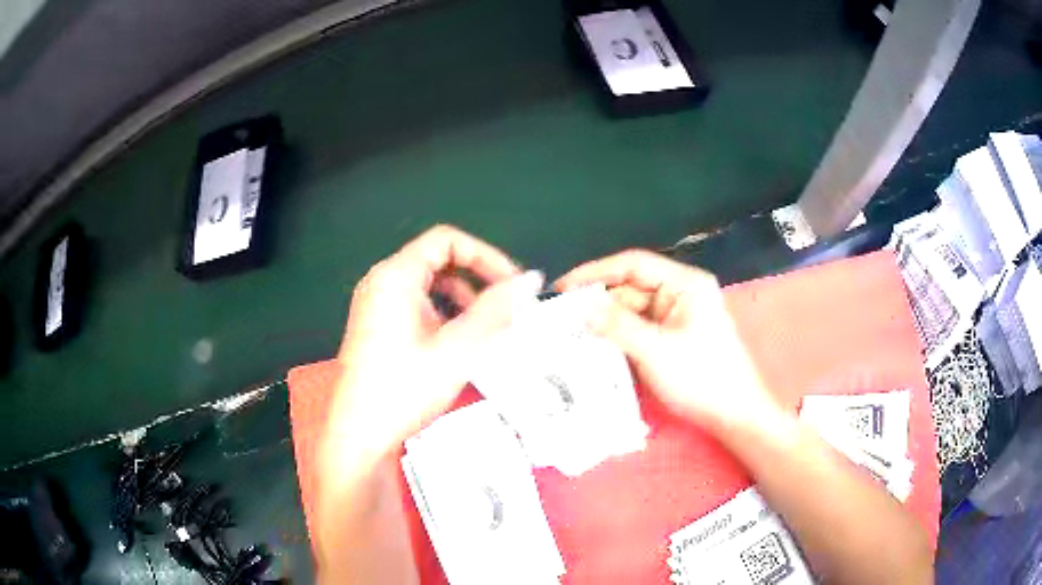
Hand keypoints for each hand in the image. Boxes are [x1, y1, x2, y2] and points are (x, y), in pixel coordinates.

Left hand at [330, 225, 543, 456]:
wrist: (360, 434)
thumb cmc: (403, 390)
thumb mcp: (457, 349)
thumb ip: (495, 310)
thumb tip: (527, 282)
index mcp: (395, 277)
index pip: (447, 240)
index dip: (485, 255)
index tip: (511, 283)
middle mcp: (382, 282)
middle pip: (439, 260)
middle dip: (476, 280)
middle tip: (505, 307)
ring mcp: (377, 304)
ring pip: (430, 284)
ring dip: (462, 300)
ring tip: (485, 330)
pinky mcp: (378, 325)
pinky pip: (418, 305)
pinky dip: (444, 315)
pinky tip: (458, 343)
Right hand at [556, 250, 781, 432]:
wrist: (734, 414)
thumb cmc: (702, 377)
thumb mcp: (656, 351)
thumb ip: (618, 326)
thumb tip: (581, 310)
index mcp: (684, 284)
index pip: (633, 264)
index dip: (596, 272)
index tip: (564, 287)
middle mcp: (680, 294)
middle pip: (631, 289)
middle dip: (599, 304)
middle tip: (561, 319)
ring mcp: (676, 317)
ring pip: (632, 312)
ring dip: (607, 323)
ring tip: (571, 336)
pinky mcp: (672, 338)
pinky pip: (639, 330)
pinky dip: (619, 337)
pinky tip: (596, 348)